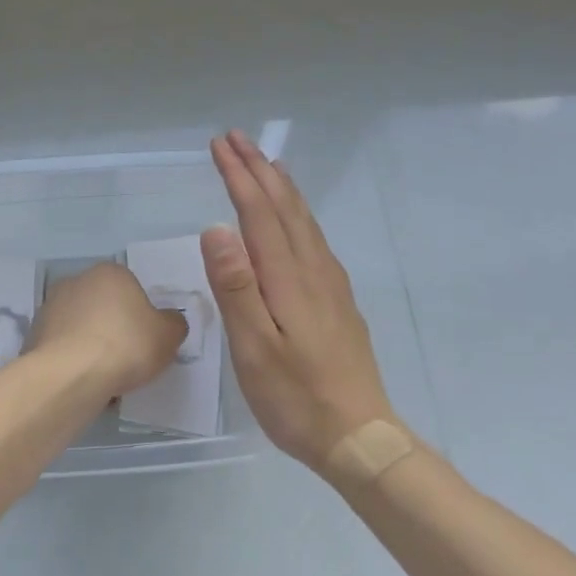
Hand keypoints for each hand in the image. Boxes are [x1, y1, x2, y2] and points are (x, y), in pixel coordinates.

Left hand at [30, 262, 187, 400]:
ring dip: (90, 345)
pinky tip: (82, 382)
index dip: (140, 317)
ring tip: (104, 377)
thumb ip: (173, 324)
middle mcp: (78, 280)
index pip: (131, 289)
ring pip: (80, 326)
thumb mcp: (168, 336)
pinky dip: (72, 360)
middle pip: (103, 306)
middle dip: (113, 328)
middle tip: (126, 360)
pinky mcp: (34, 333)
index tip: (145, 342)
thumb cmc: (126, 345)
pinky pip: (62, 346)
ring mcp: (51, 305)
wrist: (71, 374)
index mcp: (111, 272)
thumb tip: (170, 321)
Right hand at [204, 131, 397, 469]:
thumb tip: (216, 229)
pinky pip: (313, 236)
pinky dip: (298, 211)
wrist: (360, 436)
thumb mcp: (254, 349)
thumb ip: (236, 287)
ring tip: (266, 161)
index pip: (258, 212)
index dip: (238, 175)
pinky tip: (296, 216)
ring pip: (303, 218)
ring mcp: (329, 282)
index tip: (219, 145)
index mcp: (287, 277)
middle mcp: (312, 269)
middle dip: (258, 168)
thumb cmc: (296, 397)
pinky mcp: (338, 298)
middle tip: (235, 138)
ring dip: (280, 184)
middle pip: (283, 205)